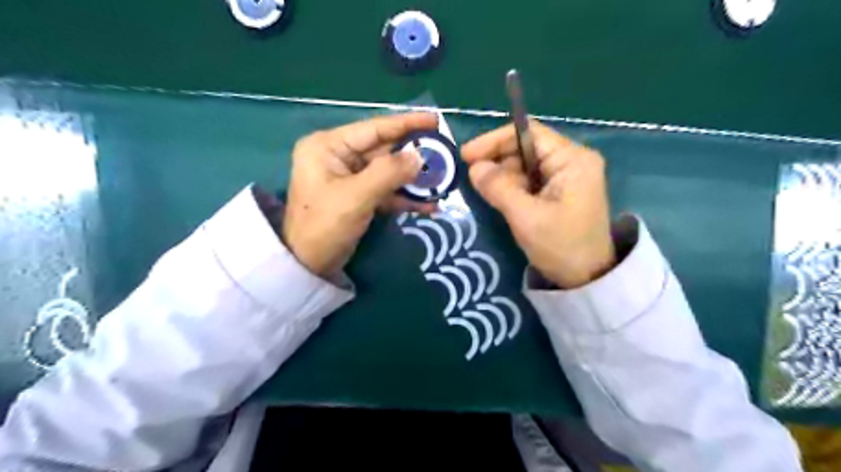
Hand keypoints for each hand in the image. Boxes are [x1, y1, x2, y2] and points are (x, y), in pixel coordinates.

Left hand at [283, 113, 440, 277]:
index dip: (406, 124)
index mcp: (329, 146)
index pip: (374, 128)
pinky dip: (405, 198)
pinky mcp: (358, 197)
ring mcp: (349, 178)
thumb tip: (420, 156)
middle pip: (384, 150)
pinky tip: (429, 204)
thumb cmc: (324, 226)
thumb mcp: (356, 196)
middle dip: (413, 155)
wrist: (308, 266)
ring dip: (413, 179)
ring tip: (442, 181)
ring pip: (388, 172)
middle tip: (444, 154)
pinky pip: (386, 191)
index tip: (435, 120)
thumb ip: (389, 173)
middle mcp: (339, 156)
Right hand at [460, 120, 616, 287]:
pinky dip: (511, 187)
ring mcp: (566, 178)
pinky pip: (529, 182)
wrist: (588, 280)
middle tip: (471, 177)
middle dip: (497, 160)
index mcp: (572, 160)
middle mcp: (571, 162)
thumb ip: (499, 188)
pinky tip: (498, 198)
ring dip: (502, 176)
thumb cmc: (561, 246)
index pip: (528, 133)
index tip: (467, 155)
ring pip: (524, 166)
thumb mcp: (526, 217)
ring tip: (483, 191)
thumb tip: (474, 167)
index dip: (495, 140)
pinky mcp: (559, 194)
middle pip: (525, 148)